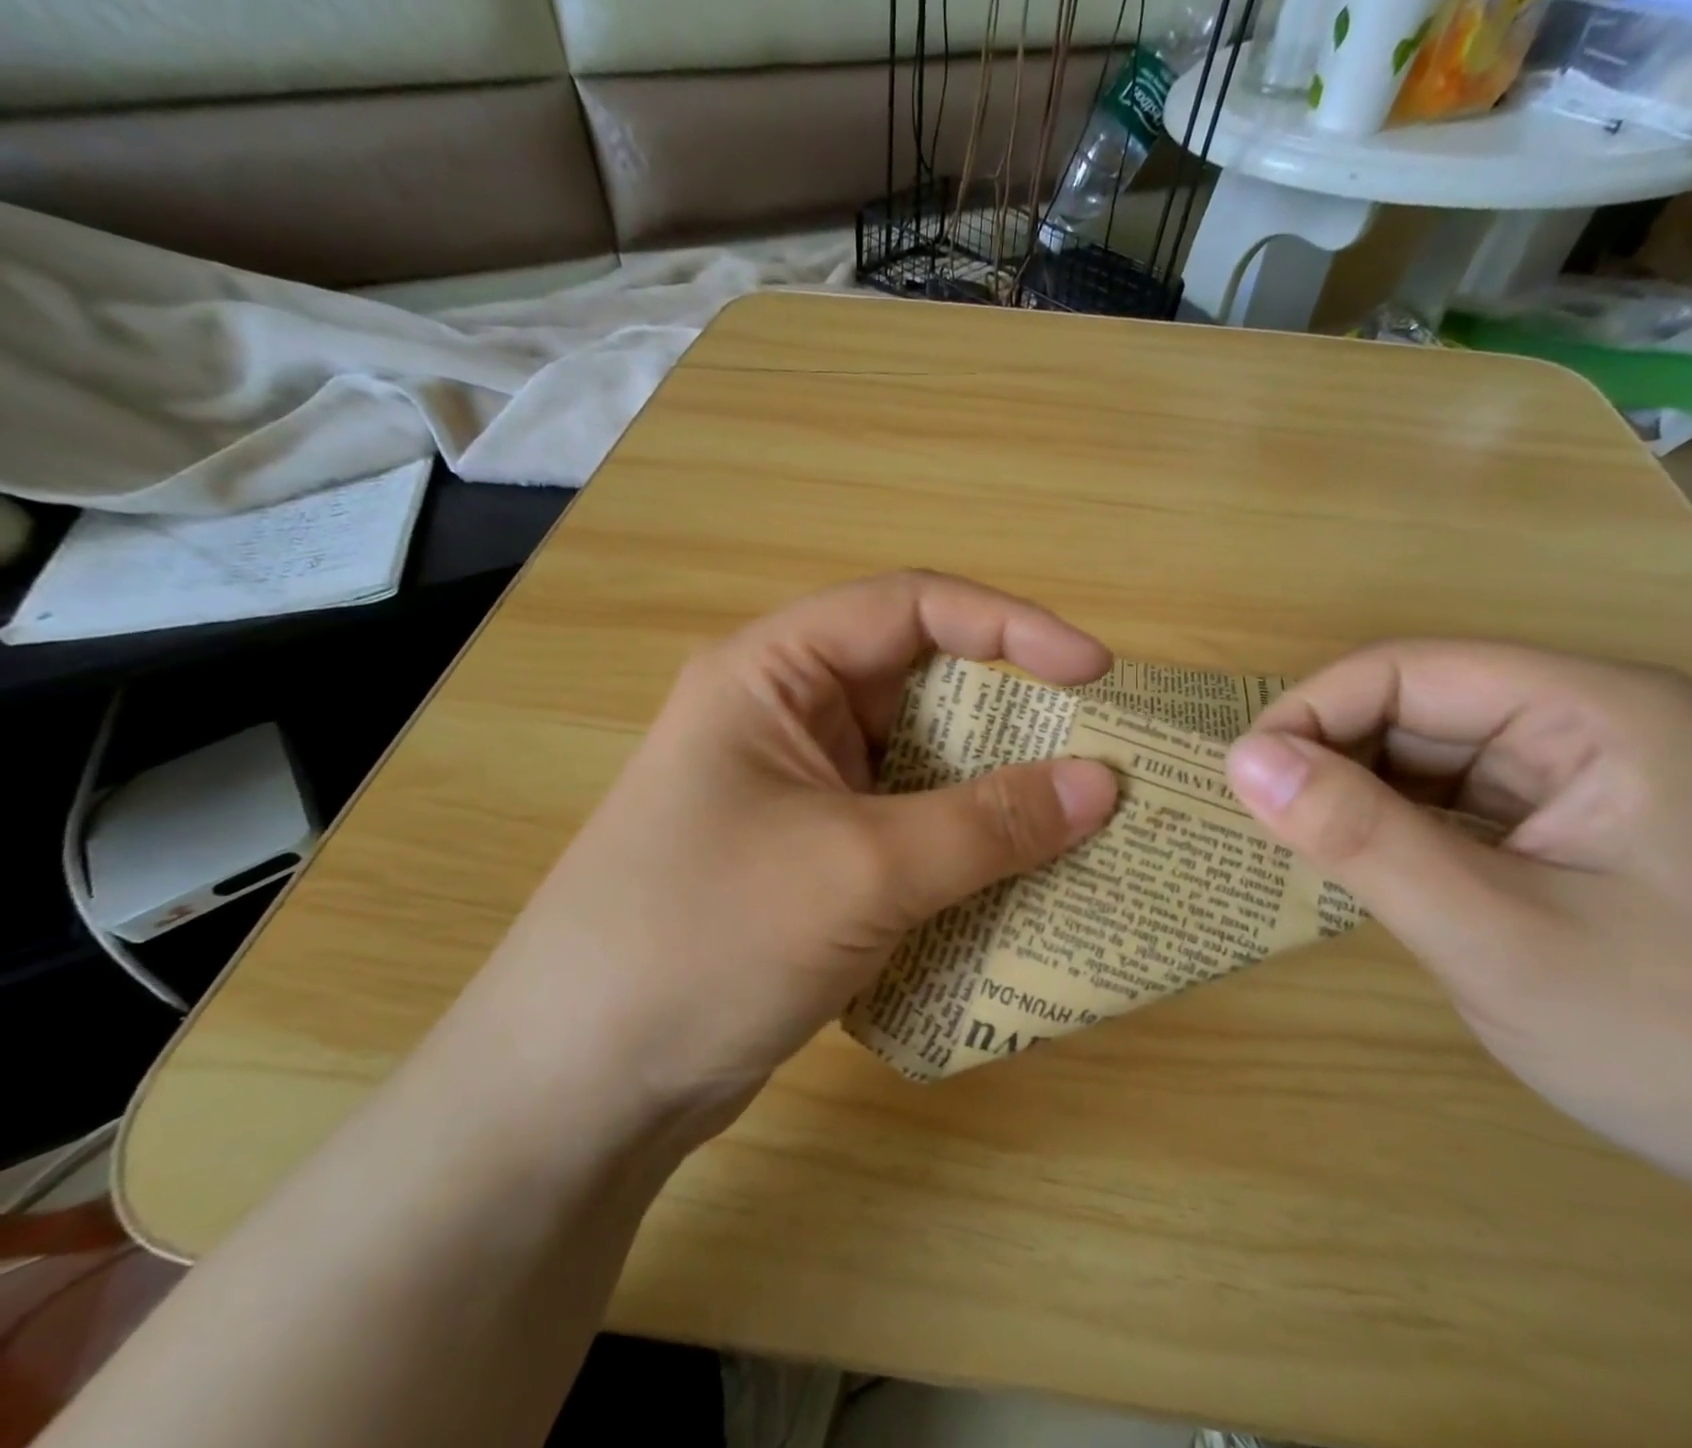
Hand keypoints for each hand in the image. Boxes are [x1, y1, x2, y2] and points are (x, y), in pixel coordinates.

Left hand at [478, 572, 1117, 1133]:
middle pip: (922, 685)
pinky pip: (909, 826)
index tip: (1093, 672)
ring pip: (921, 764)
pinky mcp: (812, 857)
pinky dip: (964, 843)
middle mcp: (786, 716)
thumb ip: (989, 824)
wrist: (582, 1087)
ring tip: (1079, 816)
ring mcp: (799, 791)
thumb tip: (1103, 784)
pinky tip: (1020, 874)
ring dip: (995, 788)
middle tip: (1100, 751)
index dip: (1010, 627)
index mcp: (773, 673)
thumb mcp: (861, 871)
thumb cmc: (705, 941)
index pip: (911, 609)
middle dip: (1014, 714)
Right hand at [1223, 641, 1691, 1287]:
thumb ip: (1362, 839)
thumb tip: (1240, 760)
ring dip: (1357, 796)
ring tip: (1310, 855)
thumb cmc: (1690, 1045)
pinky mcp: (1566, 825)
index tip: (1243, 786)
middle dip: (1331, 760)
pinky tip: (1370, 870)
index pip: (1407, 670)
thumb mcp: (1496, 938)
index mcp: (1594, 711)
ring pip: (1424, 754)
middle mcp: (1588, 721)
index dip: (1310, 714)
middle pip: (1414, 705)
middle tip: (1269, 834)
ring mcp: (1580, 775)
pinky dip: (1393, 827)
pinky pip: (1449, 800)